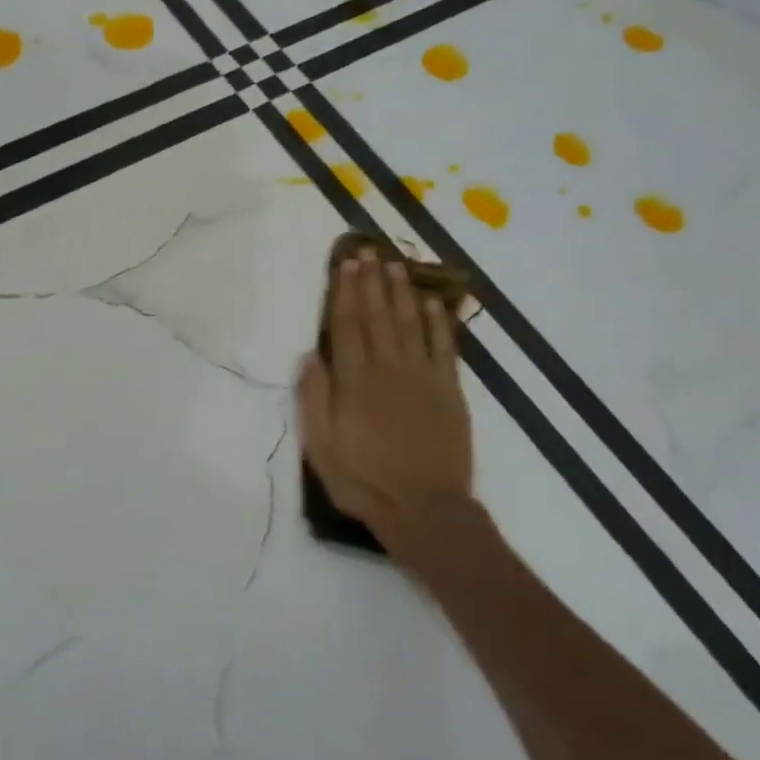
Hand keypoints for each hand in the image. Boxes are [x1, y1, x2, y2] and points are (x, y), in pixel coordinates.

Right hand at [298, 248, 473, 564]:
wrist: (424, 509)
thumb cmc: (365, 481)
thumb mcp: (322, 448)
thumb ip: (314, 399)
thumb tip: (309, 355)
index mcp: (355, 381)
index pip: (348, 325)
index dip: (345, 291)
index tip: (345, 263)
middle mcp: (389, 368)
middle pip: (378, 315)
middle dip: (372, 280)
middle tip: (369, 250)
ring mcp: (423, 377)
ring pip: (411, 322)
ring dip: (403, 291)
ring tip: (396, 263)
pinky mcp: (450, 390)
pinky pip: (445, 347)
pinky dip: (440, 322)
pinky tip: (434, 302)